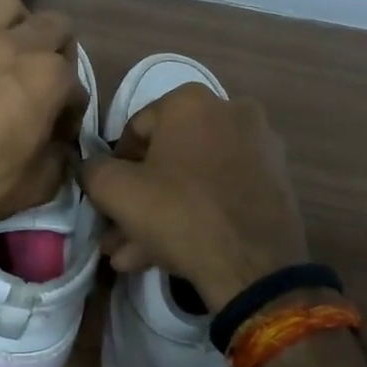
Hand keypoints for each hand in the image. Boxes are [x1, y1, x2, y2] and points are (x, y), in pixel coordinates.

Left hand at [0, 0, 85, 244]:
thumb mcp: (42, 183)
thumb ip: (61, 156)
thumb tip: (60, 147)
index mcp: (50, 77)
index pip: (77, 88)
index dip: (71, 114)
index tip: (58, 136)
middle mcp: (19, 46)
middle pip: (56, 27)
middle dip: (60, 53)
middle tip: (46, 85)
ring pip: (8, 5)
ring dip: (17, 24)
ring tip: (13, 53)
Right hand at [79, 84, 308, 311]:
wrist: (254, 266)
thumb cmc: (179, 214)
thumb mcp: (115, 191)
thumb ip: (92, 170)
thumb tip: (91, 167)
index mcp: (191, 101)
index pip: (135, 130)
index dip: (114, 168)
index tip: (107, 201)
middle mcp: (230, 112)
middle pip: (167, 158)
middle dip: (138, 199)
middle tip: (116, 234)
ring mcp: (259, 147)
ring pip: (193, 179)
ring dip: (160, 214)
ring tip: (132, 255)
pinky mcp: (276, 181)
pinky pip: (221, 192)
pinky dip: (195, 214)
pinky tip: (166, 254)